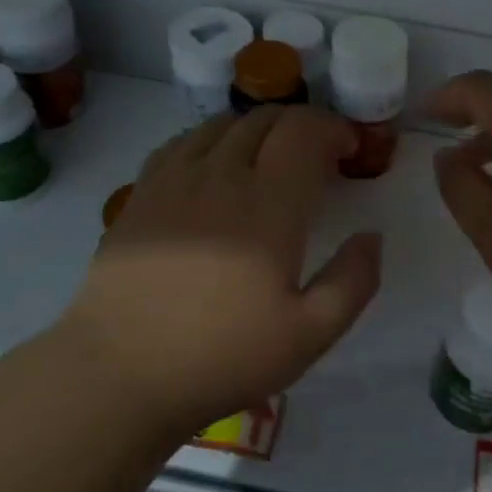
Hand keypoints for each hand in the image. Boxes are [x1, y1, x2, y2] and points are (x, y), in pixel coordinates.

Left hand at [60, 105, 382, 436]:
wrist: (120, 373)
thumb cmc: (222, 356)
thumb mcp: (309, 334)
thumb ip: (353, 281)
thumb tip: (371, 236)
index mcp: (269, 204)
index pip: (304, 130)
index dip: (333, 128)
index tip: (348, 151)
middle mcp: (221, 175)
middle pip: (265, 118)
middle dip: (300, 125)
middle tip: (315, 157)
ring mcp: (174, 179)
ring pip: (222, 124)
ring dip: (256, 129)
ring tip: (267, 160)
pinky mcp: (141, 193)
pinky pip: (182, 142)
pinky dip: (211, 140)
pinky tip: (214, 168)